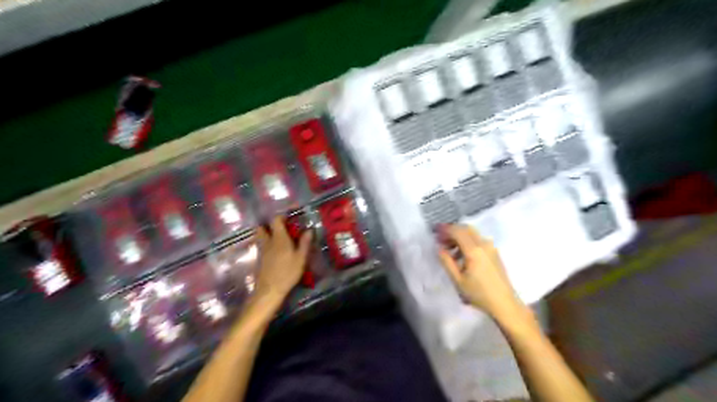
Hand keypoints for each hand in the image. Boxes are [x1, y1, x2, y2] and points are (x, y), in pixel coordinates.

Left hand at [252, 218, 311, 302]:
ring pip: (260, 237)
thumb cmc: (287, 272)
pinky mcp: (259, 259)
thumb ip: (304, 243)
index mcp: (279, 238)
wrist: (269, 290)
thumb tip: (309, 230)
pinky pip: (261, 246)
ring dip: (267, 235)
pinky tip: (275, 252)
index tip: (289, 219)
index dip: (282, 217)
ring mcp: (261, 250)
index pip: (276, 220)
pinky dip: (266, 245)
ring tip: (278, 240)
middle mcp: (268, 241)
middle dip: (270, 226)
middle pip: (262, 227)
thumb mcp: (301, 258)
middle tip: (281, 230)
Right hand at [434, 225, 524, 321]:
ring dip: (460, 237)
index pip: (457, 231)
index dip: (445, 229)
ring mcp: (491, 248)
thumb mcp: (458, 280)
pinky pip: (478, 241)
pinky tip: (462, 256)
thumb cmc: (479, 294)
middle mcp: (484, 244)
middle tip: (441, 240)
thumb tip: (439, 248)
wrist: (504, 304)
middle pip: (466, 229)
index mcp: (474, 250)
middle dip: (452, 231)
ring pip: (473, 234)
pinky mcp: (494, 253)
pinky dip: (467, 242)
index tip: (435, 233)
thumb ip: (447, 261)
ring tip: (450, 251)